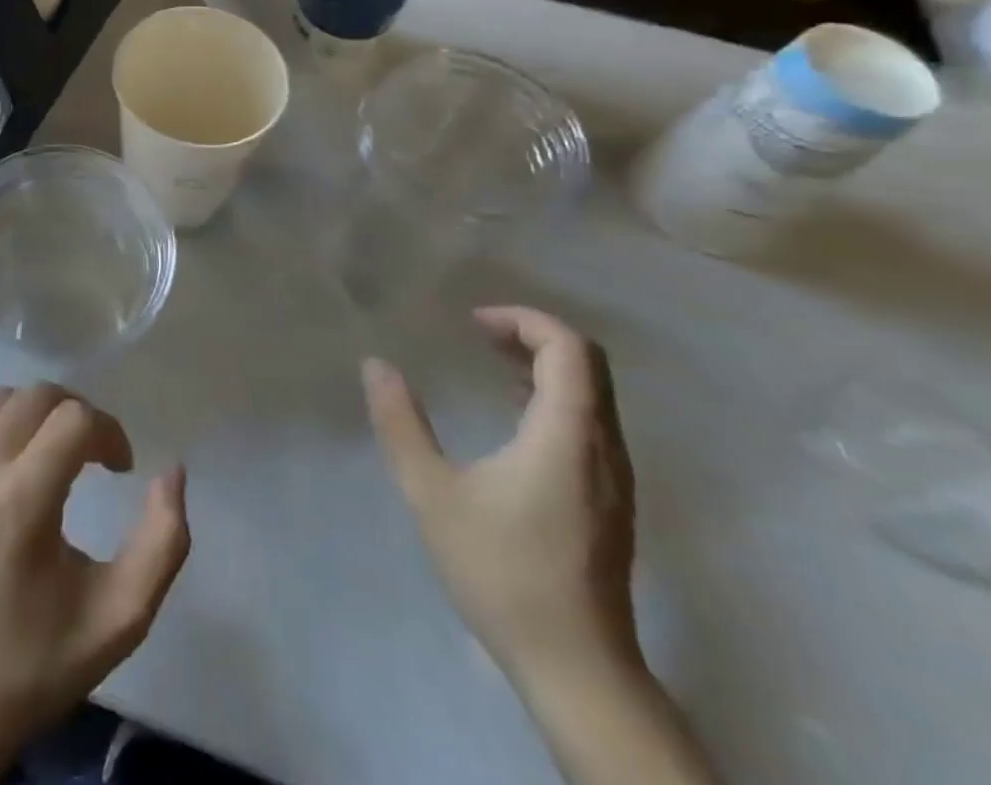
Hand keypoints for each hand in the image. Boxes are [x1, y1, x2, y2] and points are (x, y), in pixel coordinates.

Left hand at [0, 384, 189, 773]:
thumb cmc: (38, 661)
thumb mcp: (121, 616)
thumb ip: (163, 541)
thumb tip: (172, 471)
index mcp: (21, 503)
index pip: (75, 419)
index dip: (110, 432)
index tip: (121, 470)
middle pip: (36, 396)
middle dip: (77, 413)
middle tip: (93, 456)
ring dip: (36, 412)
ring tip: (53, 453)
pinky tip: (10, 464)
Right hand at [362, 307, 639, 688]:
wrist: (577, 670)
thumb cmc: (502, 572)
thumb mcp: (432, 493)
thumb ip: (400, 423)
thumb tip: (376, 365)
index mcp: (567, 435)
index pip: (568, 348)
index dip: (523, 320)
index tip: (472, 323)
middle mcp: (603, 447)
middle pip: (586, 364)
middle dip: (533, 335)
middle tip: (478, 333)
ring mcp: (614, 477)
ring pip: (592, 394)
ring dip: (544, 365)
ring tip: (490, 363)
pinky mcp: (611, 501)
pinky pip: (590, 422)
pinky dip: (553, 397)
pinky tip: (513, 416)